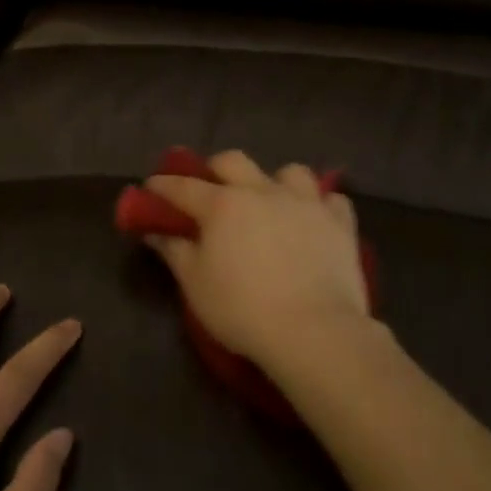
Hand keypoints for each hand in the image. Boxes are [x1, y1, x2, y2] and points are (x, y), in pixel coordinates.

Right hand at [142, 150, 372, 370]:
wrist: (314, 329)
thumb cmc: (243, 310)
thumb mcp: (196, 286)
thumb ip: (174, 252)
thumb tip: (155, 231)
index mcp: (223, 205)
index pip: (183, 186)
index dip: (164, 185)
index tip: (152, 186)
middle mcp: (262, 191)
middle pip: (233, 161)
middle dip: (217, 169)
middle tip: (212, 189)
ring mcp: (304, 202)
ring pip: (290, 172)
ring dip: (277, 182)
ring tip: (274, 202)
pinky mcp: (338, 221)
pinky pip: (331, 200)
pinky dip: (321, 206)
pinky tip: (316, 220)